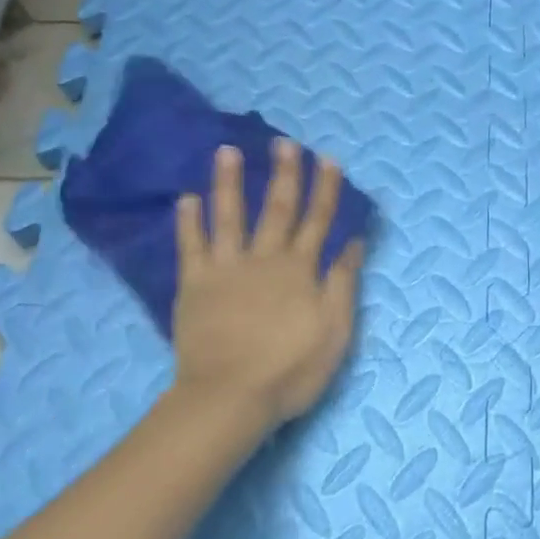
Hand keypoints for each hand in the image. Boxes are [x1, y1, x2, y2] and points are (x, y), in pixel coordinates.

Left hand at [172, 139, 364, 428]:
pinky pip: (191, 245)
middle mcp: (264, 259)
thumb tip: (353, 242)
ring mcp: (226, 268)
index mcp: (300, 270)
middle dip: (285, 174)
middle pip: (278, 209)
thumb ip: (343, 283)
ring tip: (227, 151)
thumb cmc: (291, 370)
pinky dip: (189, 221)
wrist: (231, 395)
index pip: (317, 221)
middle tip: (285, 143)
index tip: (327, 160)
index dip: (325, 190)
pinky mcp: (195, 284)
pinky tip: (187, 197)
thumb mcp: (335, 331)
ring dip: (230, 182)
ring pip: (229, 216)